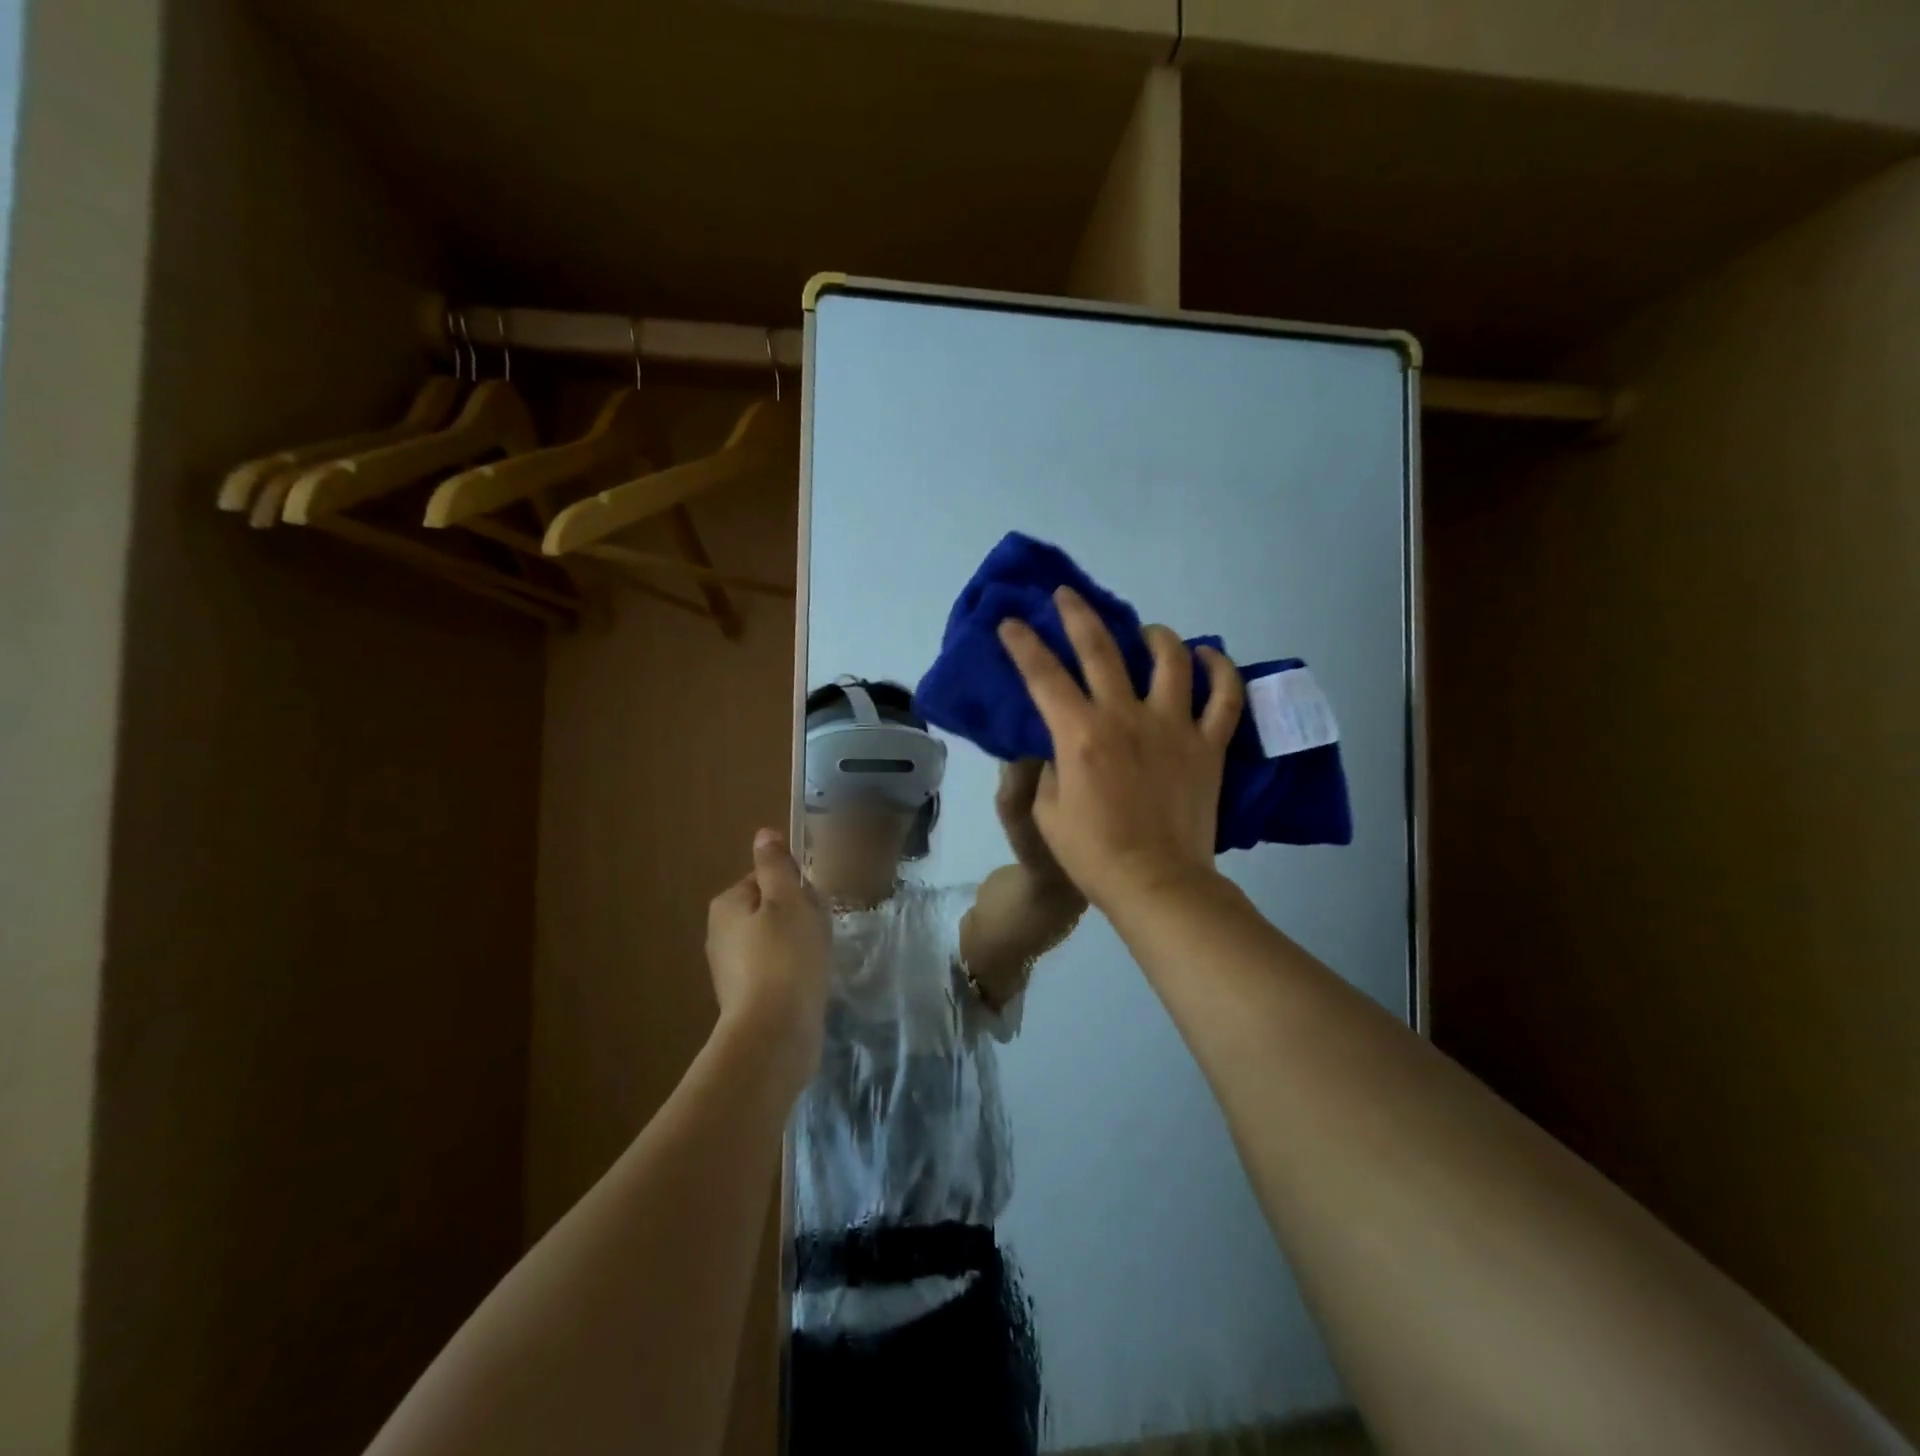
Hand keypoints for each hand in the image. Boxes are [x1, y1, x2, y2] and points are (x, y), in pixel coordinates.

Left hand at [705, 829, 831, 1090]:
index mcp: (727, 904)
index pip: (765, 878)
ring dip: (798, 946)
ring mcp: (731, 970)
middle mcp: (720, 934)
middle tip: (819, 931)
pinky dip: (793, 972)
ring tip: (817, 960)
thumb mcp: (788, 900)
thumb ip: (776, 866)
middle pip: (770, 910)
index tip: (813, 903)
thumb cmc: (786, 956)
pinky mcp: (745, 999)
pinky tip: (809, 983)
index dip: (794, 886)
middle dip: (798, 917)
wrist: (775, 1034)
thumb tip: (764, 834)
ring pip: (774, 941)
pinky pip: (775, 971)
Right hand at [996, 586, 1243, 911]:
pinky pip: (1225, 696)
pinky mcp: (1209, 744)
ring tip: (1145, 631)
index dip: (1022, 644)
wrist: (1157, 883)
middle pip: (1100, 648)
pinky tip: (1208, 656)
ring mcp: (1174, 726)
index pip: (1043, 675)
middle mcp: (1126, 716)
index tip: (1010, 622)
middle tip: (1066, 595)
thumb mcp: (1046, 811)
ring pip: (1169, 659)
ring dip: (1154, 634)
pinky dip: (1220, 670)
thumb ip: (1049, 767)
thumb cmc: (1093, 854)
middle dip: (1077, 615)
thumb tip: (1060, 745)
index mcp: (1080, 734)